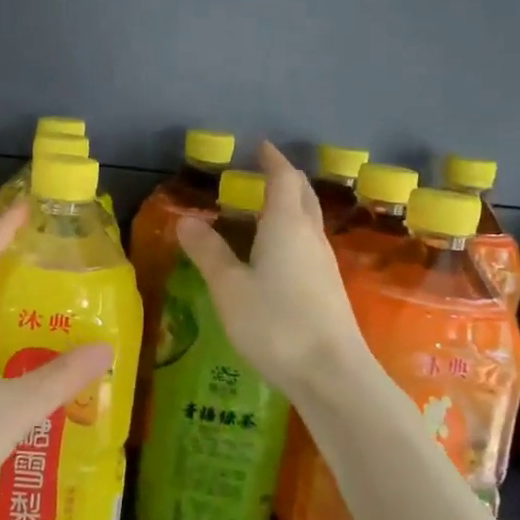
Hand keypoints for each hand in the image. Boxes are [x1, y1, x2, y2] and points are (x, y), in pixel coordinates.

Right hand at [175, 142, 372, 403]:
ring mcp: (324, 263)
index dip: (271, 160)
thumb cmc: (275, 323)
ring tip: (262, 209)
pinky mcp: (328, 288)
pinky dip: (291, 232)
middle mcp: (310, 237)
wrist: (332, 373)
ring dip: (289, 206)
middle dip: (284, 179)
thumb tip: (187, 220)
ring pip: (307, 220)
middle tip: (261, 173)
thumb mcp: (229, 287)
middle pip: (302, 195)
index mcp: (286, 226)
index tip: (260, 146)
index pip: (283, 179)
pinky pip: (308, 244)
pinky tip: (275, 253)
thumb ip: (208, 252)